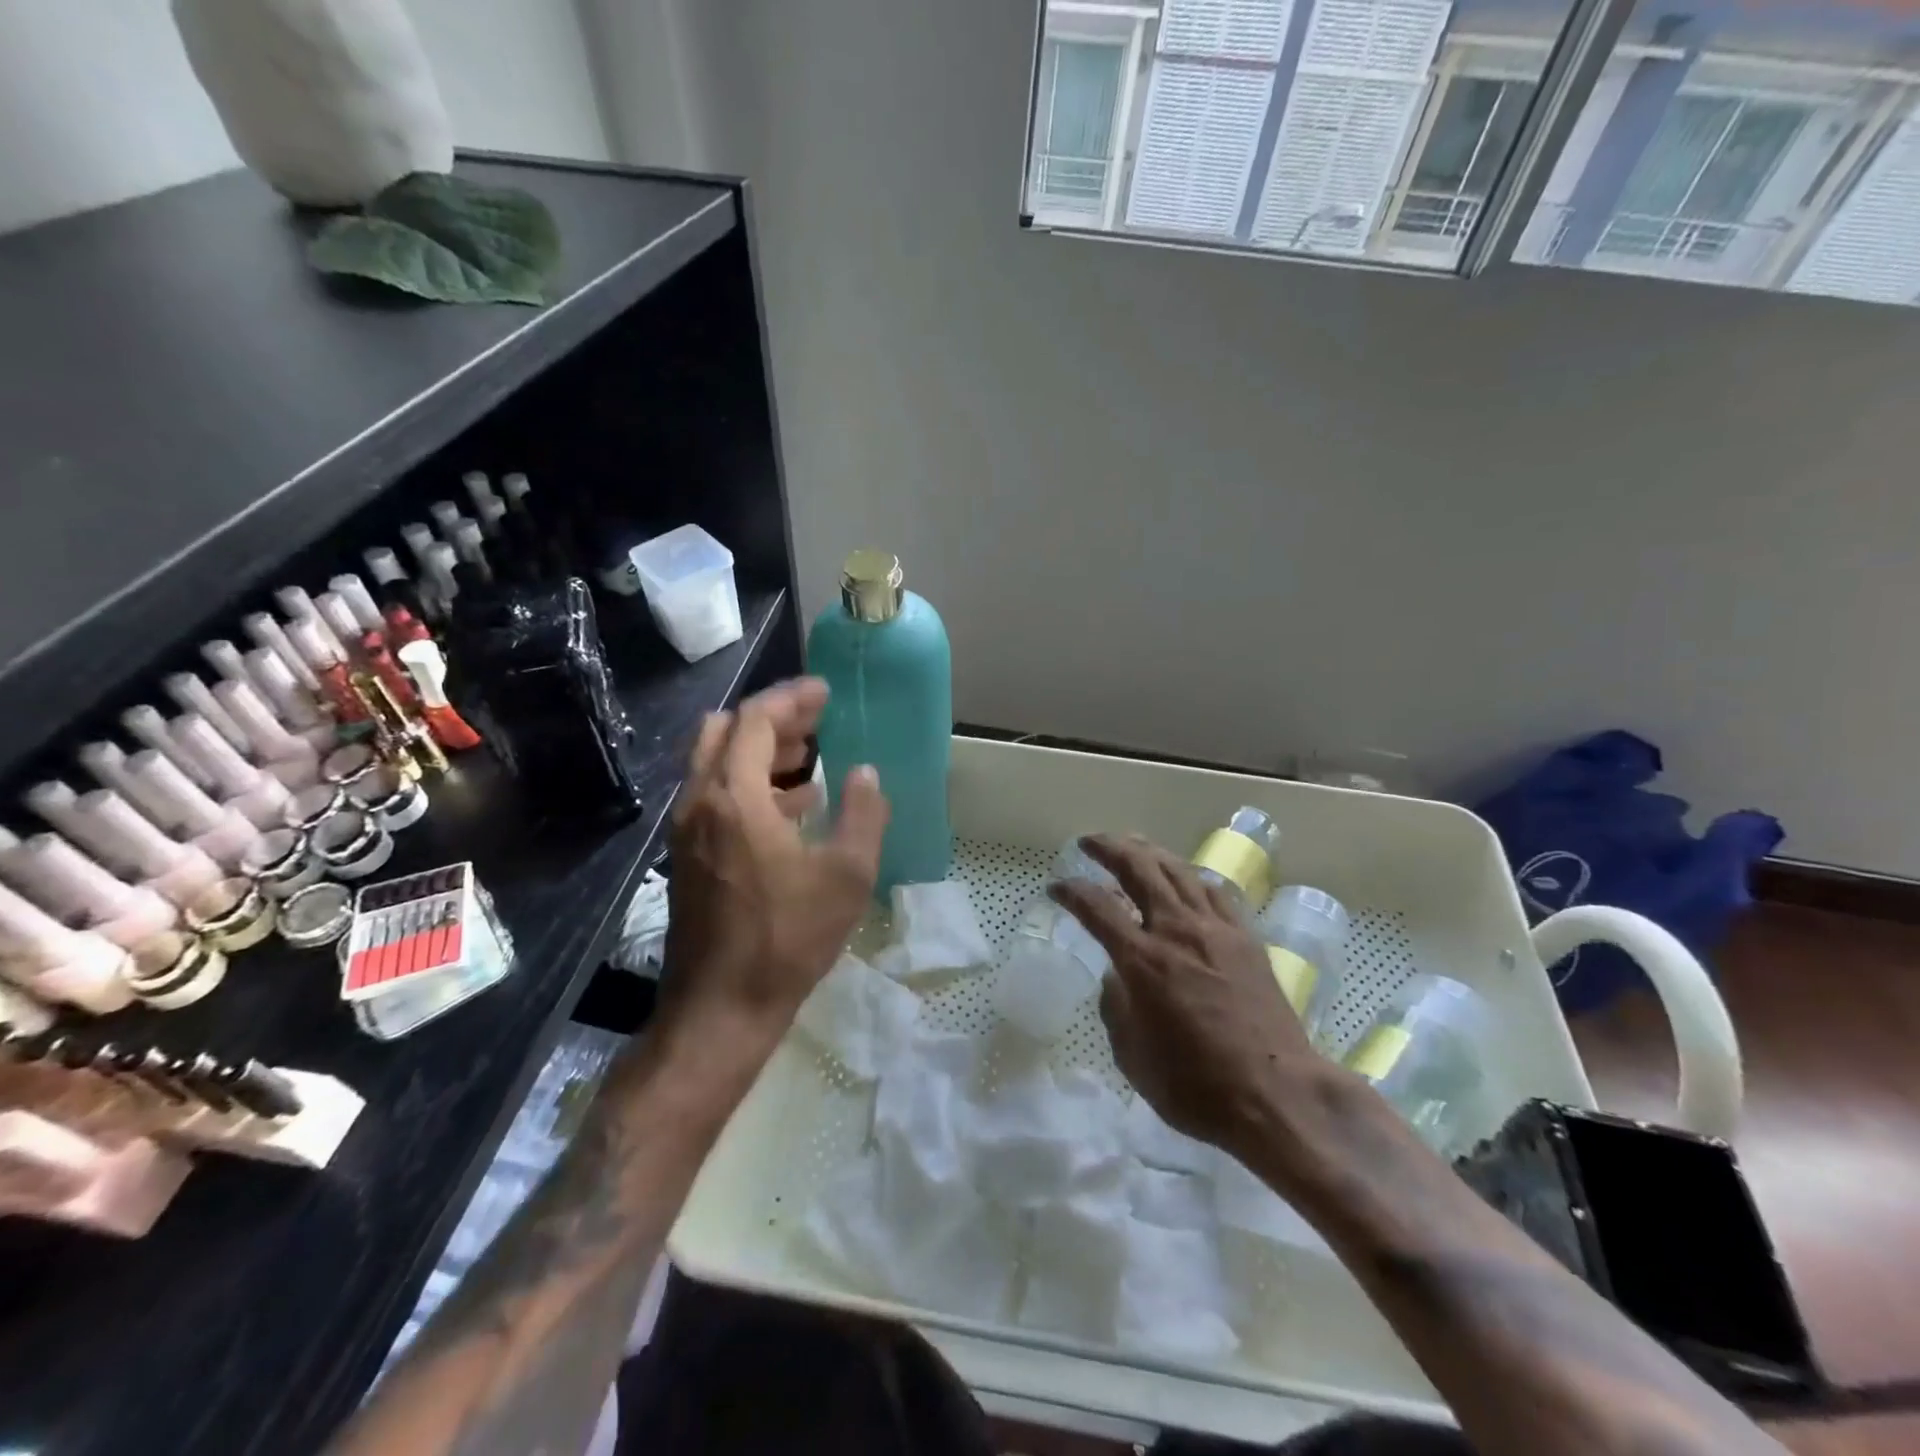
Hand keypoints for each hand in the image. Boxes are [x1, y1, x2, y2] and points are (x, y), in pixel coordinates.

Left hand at [660, 678, 888, 1054]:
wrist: (721, 1008)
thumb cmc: (788, 938)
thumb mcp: (846, 875)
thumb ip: (864, 814)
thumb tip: (866, 773)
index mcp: (733, 798)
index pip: (754, 720)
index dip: (791, 698)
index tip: (824, 692)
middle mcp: (700, 802)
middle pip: (723, 731)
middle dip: (771, 718)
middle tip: (816, 721)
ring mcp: (687, 831)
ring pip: (716, 764)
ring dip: (760, 751)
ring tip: (811, 758)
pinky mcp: (688, 856)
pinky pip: (716, 796)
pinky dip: (751, 785)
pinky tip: (793, 807)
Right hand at [1049, 834, 1328, 1169]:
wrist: (1277, 1094)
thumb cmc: (1196, 1087)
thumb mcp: (1133, 1056)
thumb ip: (1116, 1006)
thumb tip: (1118, 974)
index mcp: (1143, 961)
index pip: (1096, 907)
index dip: (1070, 892)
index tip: (1056, 888)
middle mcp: (1177, 931)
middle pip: (1139, 868)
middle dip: (1109, 847)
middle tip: (1090, 842)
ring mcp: (1216, 930)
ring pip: (1178, 870)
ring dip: (1149, 851)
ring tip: (1132, 844)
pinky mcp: (1246, 938)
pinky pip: (1214, 891)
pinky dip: (1190, 876)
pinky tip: (1184, 877)